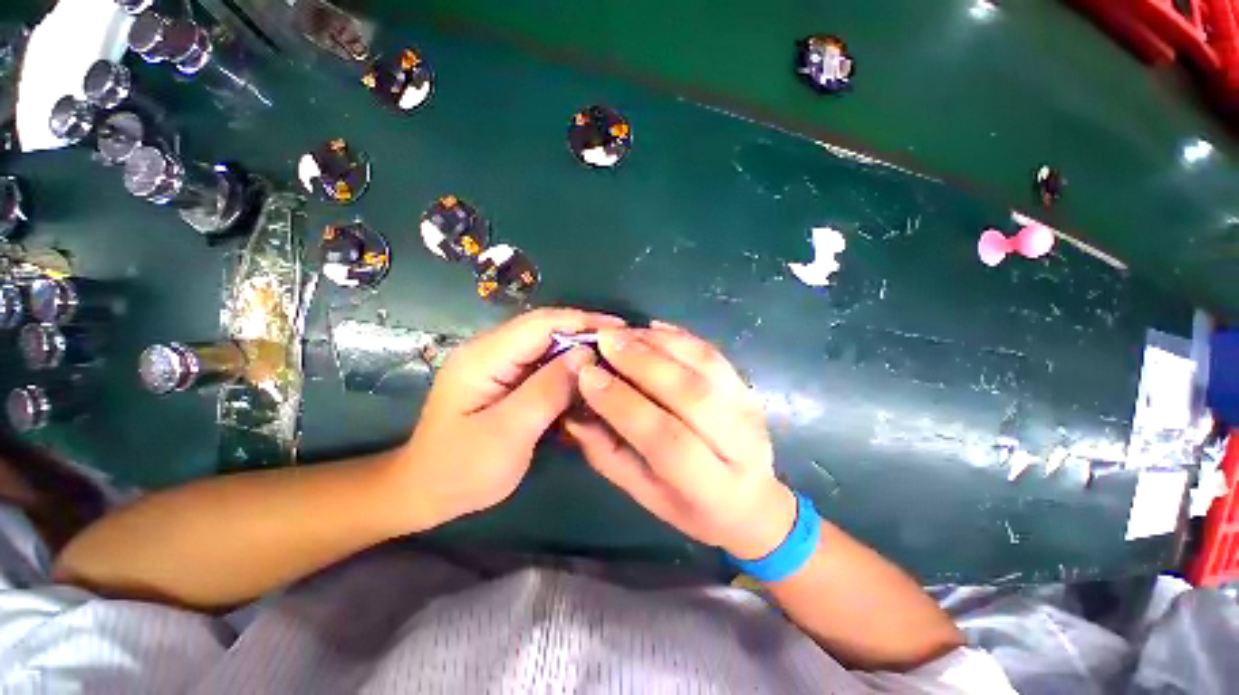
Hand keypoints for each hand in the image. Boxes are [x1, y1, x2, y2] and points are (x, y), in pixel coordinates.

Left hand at [394, 308, 623, 529]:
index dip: (582, 321)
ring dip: (578, 348)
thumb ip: (547, 391)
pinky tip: (586, 375)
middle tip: (622, 344)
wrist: (425, 492)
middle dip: (585, 331)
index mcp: (484, 357)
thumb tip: (584, 356)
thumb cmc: (462, 469)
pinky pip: (541, 362)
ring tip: (611, 356)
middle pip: (545, 328)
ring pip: (546, 344)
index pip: (541, 324)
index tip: (619, 329)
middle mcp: (489, 350)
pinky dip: (567, 366)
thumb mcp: (508, 433)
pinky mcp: (503, 378)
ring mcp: (496, 363)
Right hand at [564, 322, 796, 559]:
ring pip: (704, 365)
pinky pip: (713, 354)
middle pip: (690, 394)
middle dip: (642, 363)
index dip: (623, 404)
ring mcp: (748, 410)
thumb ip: (609, 455)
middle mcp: (739, 445)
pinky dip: (681, 337)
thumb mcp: (645, 495)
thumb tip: (574, 412)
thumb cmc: (691, 507)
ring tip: (622, 333)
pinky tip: (652, 328)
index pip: (666, 439)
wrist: (752, 501)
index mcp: (712, 488)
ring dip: (659, 344)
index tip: (588, 375)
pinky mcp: (747, 388)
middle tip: (604, 341)